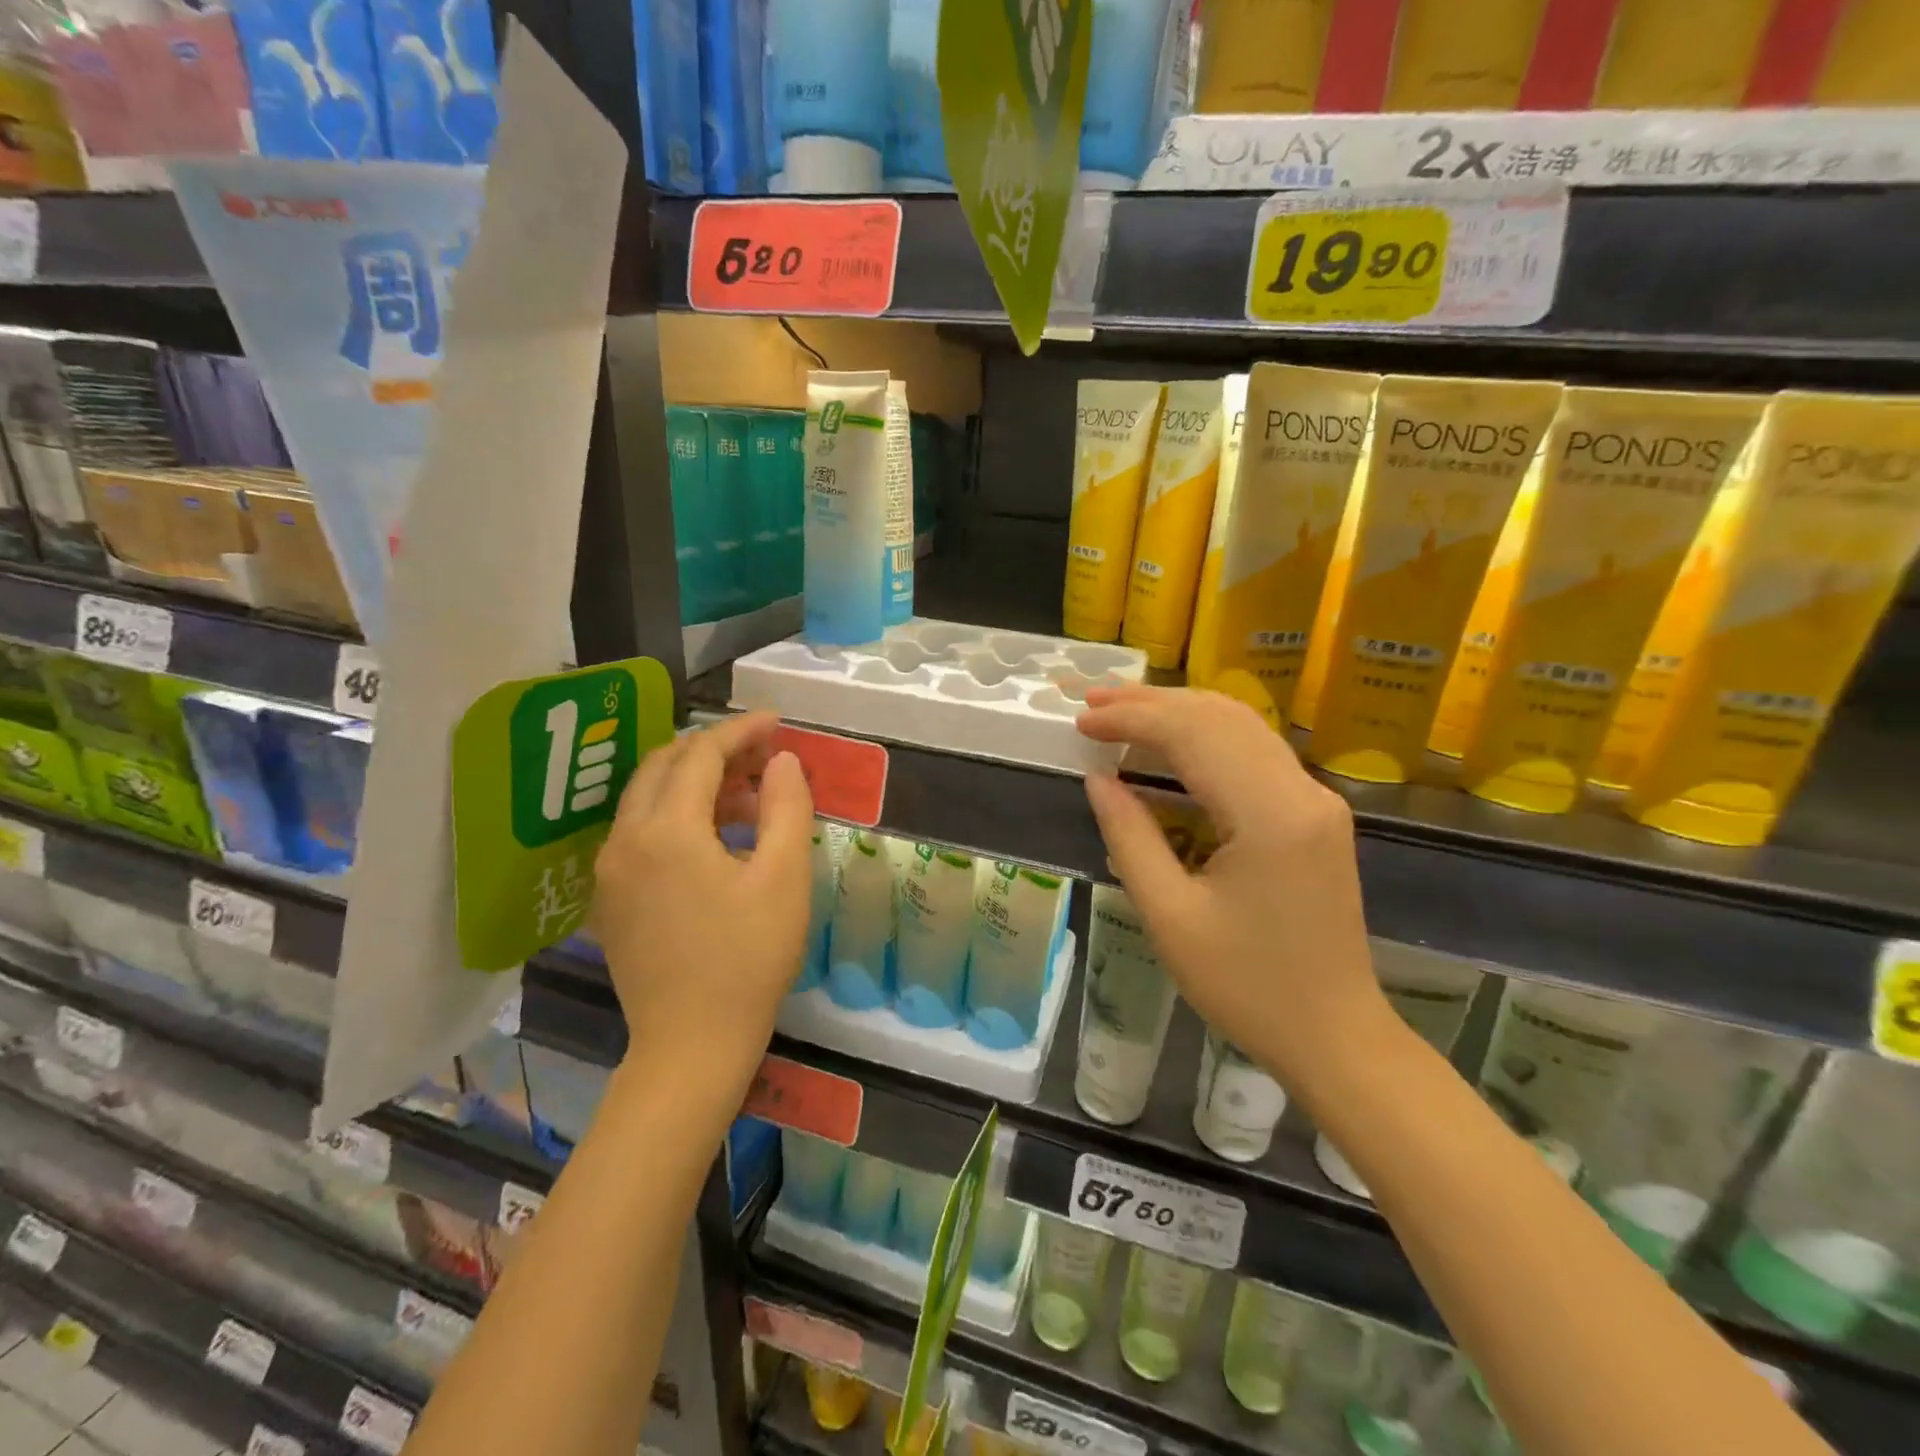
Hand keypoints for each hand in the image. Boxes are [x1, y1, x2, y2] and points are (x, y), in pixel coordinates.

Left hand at [590, 712, 813, 1089]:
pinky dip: (677, 814)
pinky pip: (640, 831)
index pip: (701, 753)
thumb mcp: (785, 877)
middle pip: (665, 765)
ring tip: (748, 796)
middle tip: (763, 755)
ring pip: (648, 797)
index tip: (777, 722)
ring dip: (695, 781)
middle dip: (714, 749)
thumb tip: (781, 760)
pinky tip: (715, 837)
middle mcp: (625, 839)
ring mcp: (609, 870)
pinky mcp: (609, 897)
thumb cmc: (749, 958)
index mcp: (667, 830)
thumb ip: (786, 806)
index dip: (741, 730)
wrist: (691, 1045)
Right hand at [1076, 685, 1389, 1090]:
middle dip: (1152, 703)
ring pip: (1243, 725)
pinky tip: (1172, 740)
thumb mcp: (1170, 917)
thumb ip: (1130, 837)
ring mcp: (1316, 800)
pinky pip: (1256, 752)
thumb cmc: (1246, 988)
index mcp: (1269, 816)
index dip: (1132, 719)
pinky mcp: (1317, 814)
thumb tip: (1099, 779)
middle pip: (1221, 717)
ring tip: (1123, 709)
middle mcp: (1302, 791)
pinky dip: (1208, 735)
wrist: (1335, 1036)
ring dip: (1180, 711)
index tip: (1081, 720)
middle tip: (1093, 701)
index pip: (1194, 735)